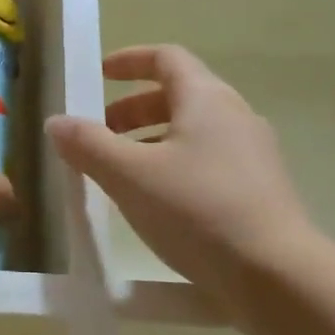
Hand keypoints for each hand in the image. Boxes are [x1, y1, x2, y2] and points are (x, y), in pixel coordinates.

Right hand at [45, 45, 321, 316]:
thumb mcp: (130, 176)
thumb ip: (89, 146)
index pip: (166, 58)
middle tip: (100, 134)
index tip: (99, 75)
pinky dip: (175, 165)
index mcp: (206, 98)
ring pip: (194, 131)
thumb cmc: (198, 211)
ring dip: (152, 141)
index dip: (129, 61)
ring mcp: (253, 153)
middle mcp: (235, 115)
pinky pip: (209, 161)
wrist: (277, 276)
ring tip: (121, 172)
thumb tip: (56, 122)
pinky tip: (158, 202)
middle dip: (133, 110)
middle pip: (179, 95)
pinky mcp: (260, 189)